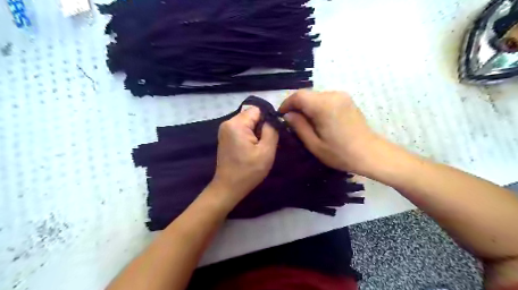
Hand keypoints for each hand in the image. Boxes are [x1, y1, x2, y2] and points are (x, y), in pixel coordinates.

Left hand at [210, 107, 279, 206]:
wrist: (228, 187)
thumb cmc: (248, 171)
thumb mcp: (266, 151)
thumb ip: (271, 130)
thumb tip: (273, 119)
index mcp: (236, 124)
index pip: (257, 110)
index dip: (268, 119)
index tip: (271, 134)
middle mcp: (228, 123)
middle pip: (251, 115)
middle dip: (261, 127)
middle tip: (266, 144)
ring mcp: (225, 130)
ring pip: (247, 123)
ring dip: (256, 132)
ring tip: (259, 148)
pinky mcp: (225, 137)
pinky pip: (241, 129)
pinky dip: (249, 136)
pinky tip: (251, 149)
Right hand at [279, 89, 378, 174]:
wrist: (370, 153)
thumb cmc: (340, 153)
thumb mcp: (314, 144)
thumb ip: (299, 126)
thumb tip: (288, 115)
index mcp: (324, 105)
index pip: (298, 96)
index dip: (287, 104)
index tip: (281, 115)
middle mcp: (333, 95)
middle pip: (307, 94)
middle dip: (296, 105)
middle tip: (291, 121)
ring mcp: (341, 96)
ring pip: (315, 96)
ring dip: (306, 106)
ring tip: (304, 122)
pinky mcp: (346, 99)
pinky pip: (325, 98)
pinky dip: (316, 106)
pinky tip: (317, 120)